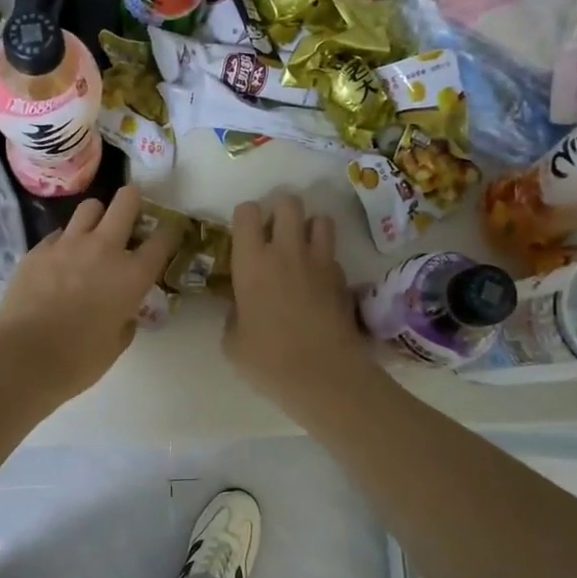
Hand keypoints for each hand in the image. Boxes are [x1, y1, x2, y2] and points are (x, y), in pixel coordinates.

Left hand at [0, 185, 180, 402]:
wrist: (22, 358)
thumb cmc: (77, 360)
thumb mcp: (116, 344)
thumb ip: (125, 320)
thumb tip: (123, 313)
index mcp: (132, 275)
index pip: (163, 238)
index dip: (171, 231)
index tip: (171, 230)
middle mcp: (104, 249)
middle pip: (125, 202)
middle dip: (133, 200)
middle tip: (132, 210)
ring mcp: (68, 244)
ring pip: (90, 207)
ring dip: (98, 215)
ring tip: (94, 232)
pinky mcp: (38, 249)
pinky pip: (59, 233)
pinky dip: (66, 240)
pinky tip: (61, 260)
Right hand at [224, 194, 380, 412]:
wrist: (323, 375)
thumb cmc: (268, 359)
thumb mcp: (232, 341)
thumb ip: (235, 313)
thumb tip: (243, 306)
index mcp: (252, 261)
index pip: (248, 211)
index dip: (245, 217)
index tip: (244, 236)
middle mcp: (287, 251)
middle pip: (289, 202)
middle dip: (280, 210)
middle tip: (273, 235)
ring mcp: (320, 261)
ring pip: (321, 218)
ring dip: (309, 227)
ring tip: (301, 249)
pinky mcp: (343, 278)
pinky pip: (333, 254)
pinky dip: (325, 260)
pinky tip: (318, 283)